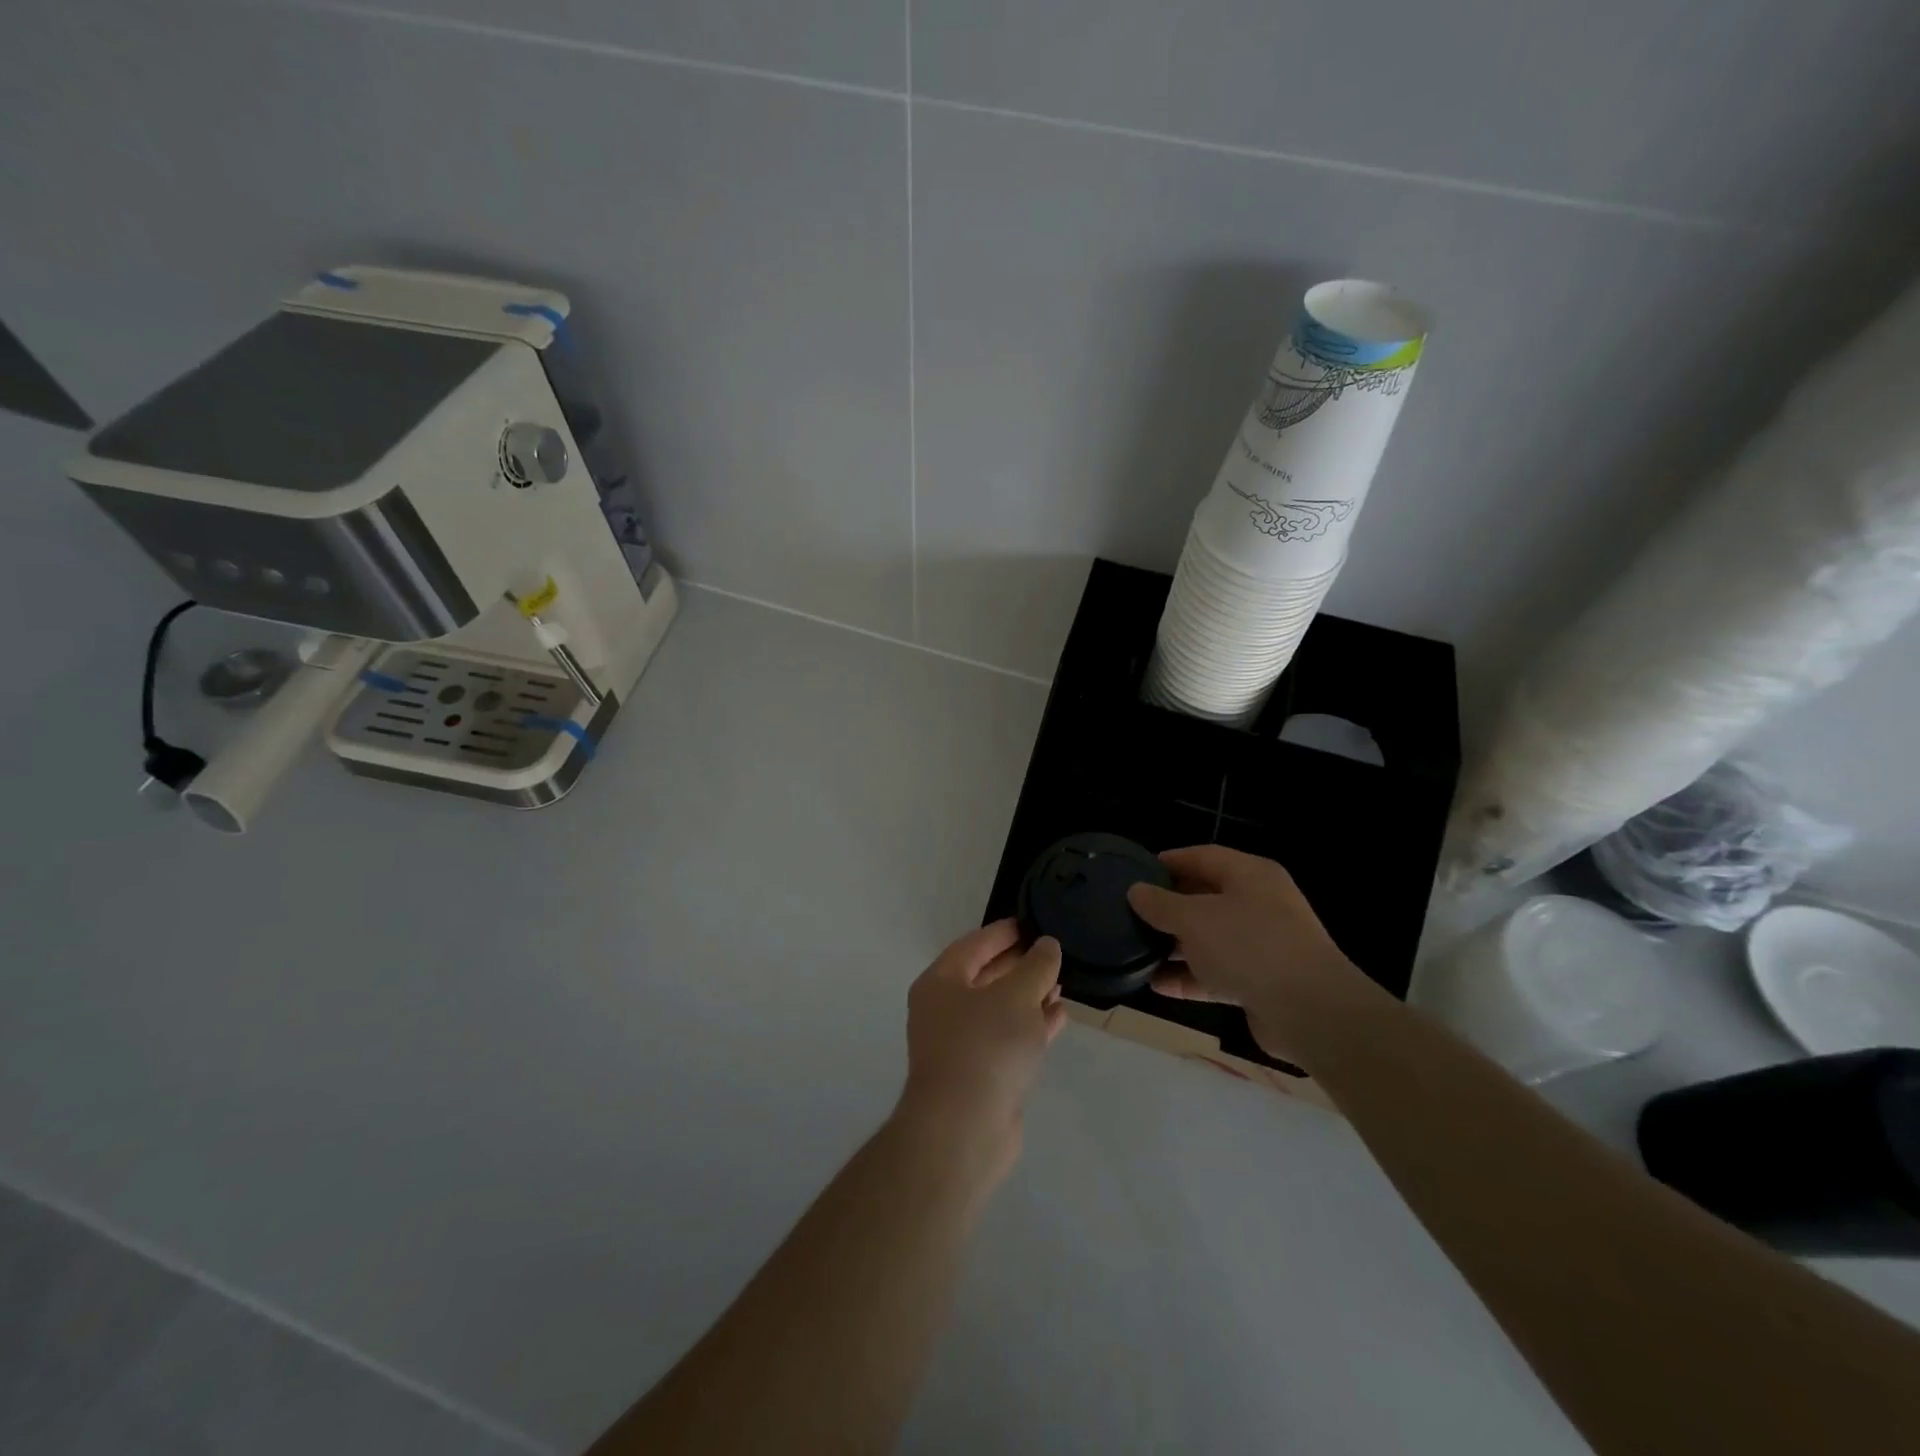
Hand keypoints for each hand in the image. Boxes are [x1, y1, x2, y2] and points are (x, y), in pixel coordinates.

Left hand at [897, 921, 1065, 1182]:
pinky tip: (1059, 1016)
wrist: (964, 1131)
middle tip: (1053, 951)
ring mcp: (961, 1044)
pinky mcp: (981, 1074)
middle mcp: (945, 1010)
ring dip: (1030, 996)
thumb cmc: (985, 1048)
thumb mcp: (1016, 996)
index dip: (1004, 932)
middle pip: (986, 975)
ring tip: (1062, 982)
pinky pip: (1009, 1038)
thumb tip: (1047, 946)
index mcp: (941, 982)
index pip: (974, 944)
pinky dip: (1032, 1025)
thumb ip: (1036, 966)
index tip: (1032, 921)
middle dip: (1020, 964)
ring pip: (1000, 1009)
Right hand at [1126, 845, 1384, 1067]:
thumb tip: (1136, 891)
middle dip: (1169, 907)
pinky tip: (1157, 984)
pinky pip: (1218, 972)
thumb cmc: (1248, 946)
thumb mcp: (1194, 918)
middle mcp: (1259, 904)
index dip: (1168, 862)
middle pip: (1205, 897)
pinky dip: (1190, 977)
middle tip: (1132, 914)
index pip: (1202, 857)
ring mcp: (1263, 944)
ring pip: (1210, 938)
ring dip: (1175, 946)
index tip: (1135, 873)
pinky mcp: (1262, 981)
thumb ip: (1161, 904)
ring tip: (1137, 951)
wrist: (1311, 1011)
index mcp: (1250, 875)